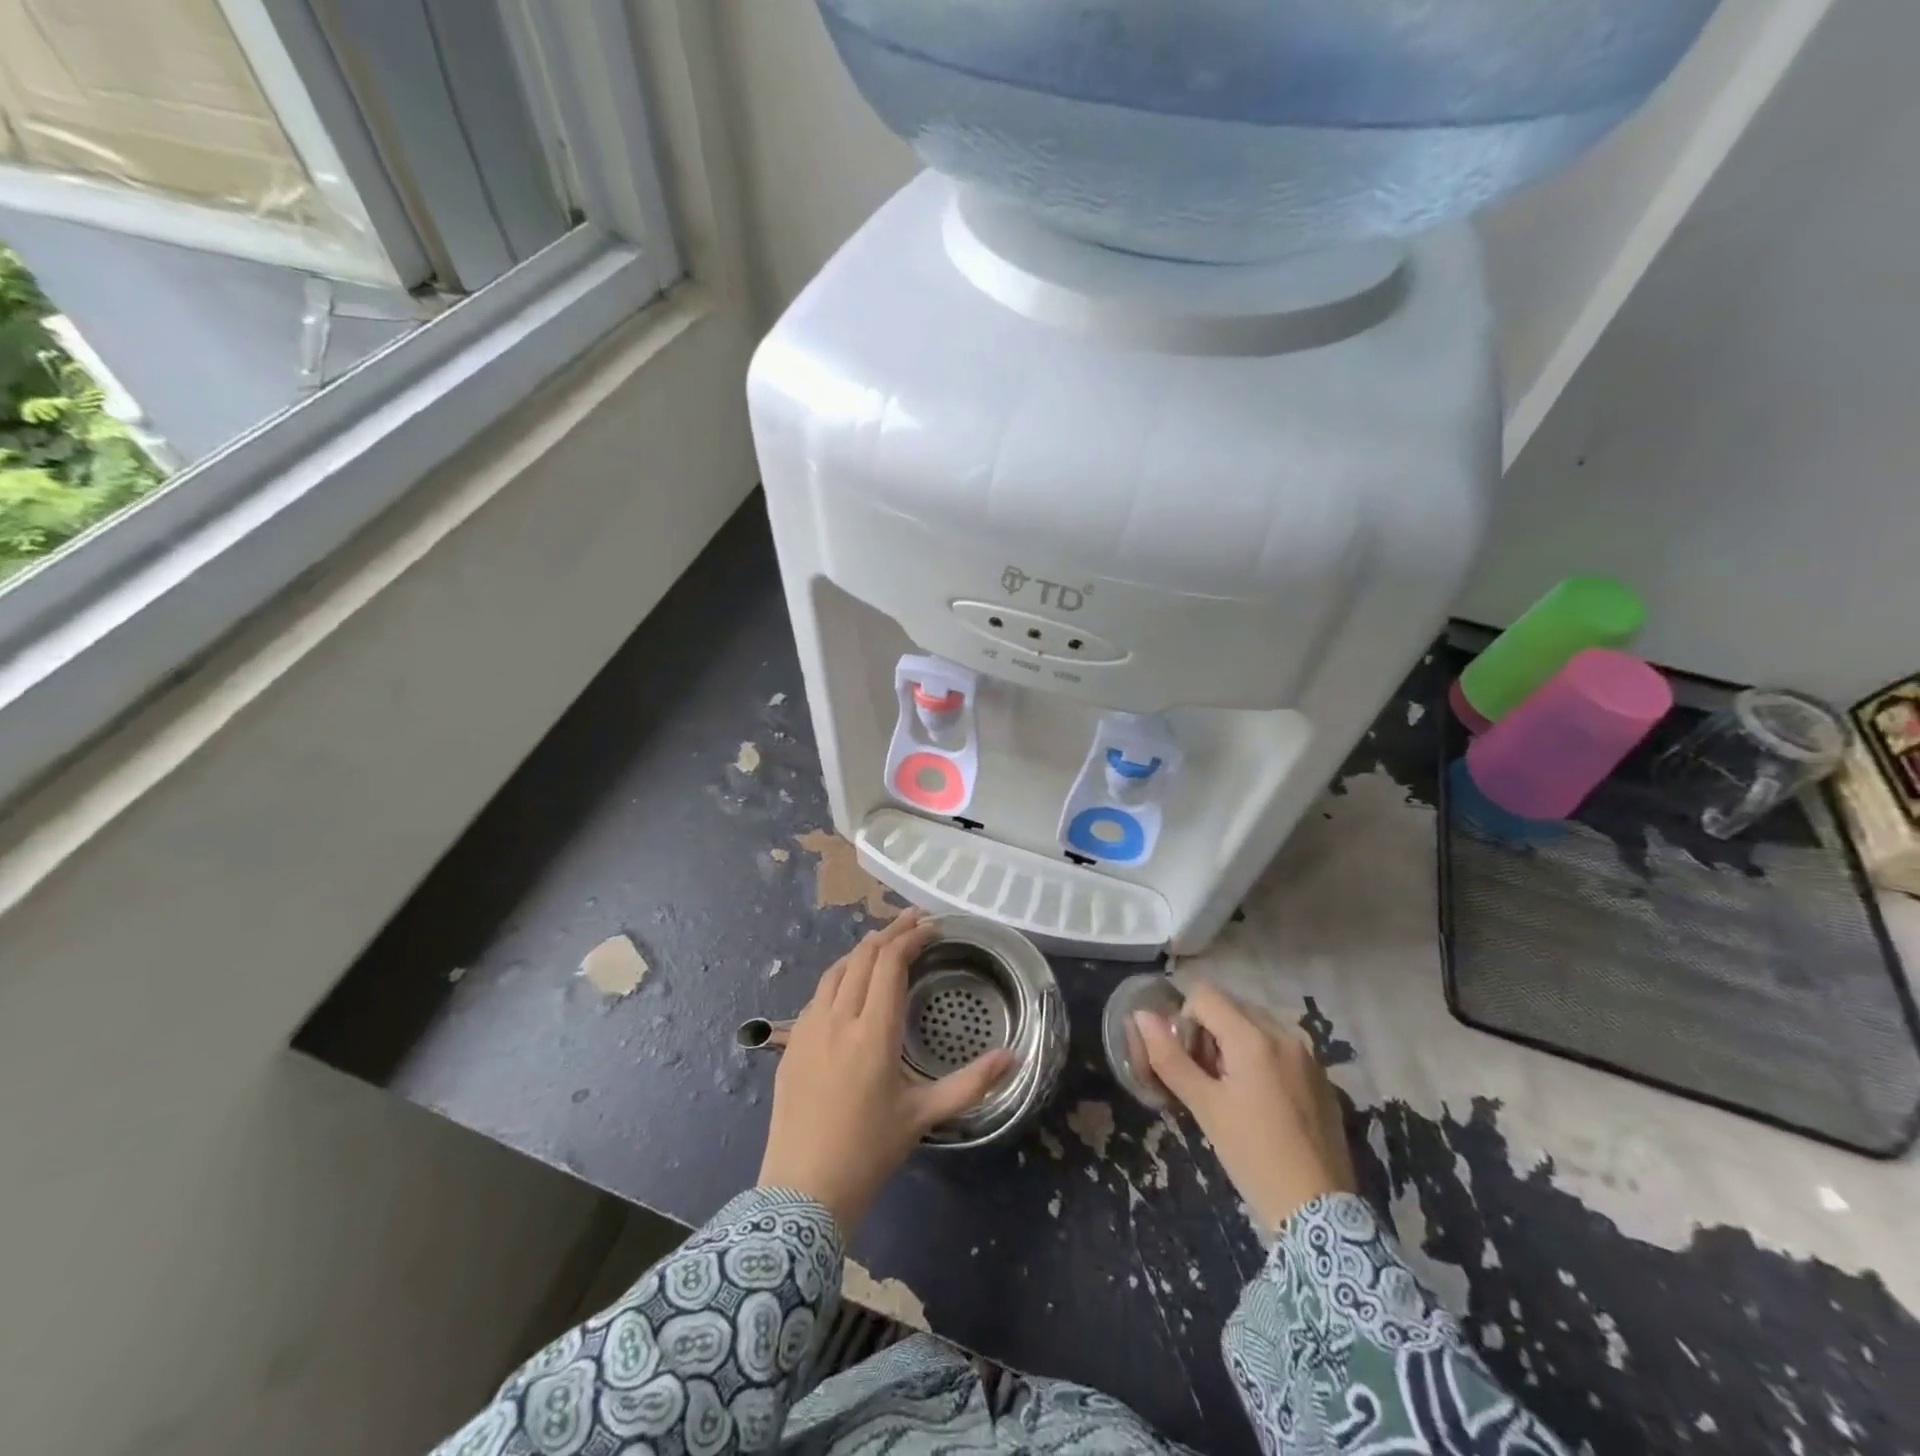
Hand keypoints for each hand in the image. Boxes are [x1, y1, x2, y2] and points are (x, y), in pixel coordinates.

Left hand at [758, 909, 1014, 1233]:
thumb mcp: (925, 1116)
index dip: (911, 938)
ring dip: (862, 950)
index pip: (890, 963)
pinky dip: (841, 974)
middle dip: (889, 932)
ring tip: (885, 942)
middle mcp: (838, 1018)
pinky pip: (818, 993)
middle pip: (863, 957)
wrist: (802, 1191)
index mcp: (873, 1032)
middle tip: (914, 920)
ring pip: (836, 970)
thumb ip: (971, 1084)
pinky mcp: (792, 1043)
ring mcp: (809, 1028)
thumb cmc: (870, 1151)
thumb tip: (1013, 1058)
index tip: (931, 927)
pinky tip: (851, 984)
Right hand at [1133, 984, 1355, 1236]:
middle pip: (1231, 1006)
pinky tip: (1261, 1102)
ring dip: (1234, 1042)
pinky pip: (1280, 1045)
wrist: (1320, 1214)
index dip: (1185, 1021)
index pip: (1204, 995)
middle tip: (1206, 1078)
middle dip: (1209, 1031)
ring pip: (1255, 1024)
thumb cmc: (1253, 1156)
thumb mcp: (1204, 1107)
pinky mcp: (1321, 1075)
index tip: (1188, 1062)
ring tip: (1232, 1090)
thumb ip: (1169, 1058)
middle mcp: (1284, 1033)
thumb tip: (1141, 1016)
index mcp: (1253, 1037)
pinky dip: (1261, 1057)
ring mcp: (1308, 1053)